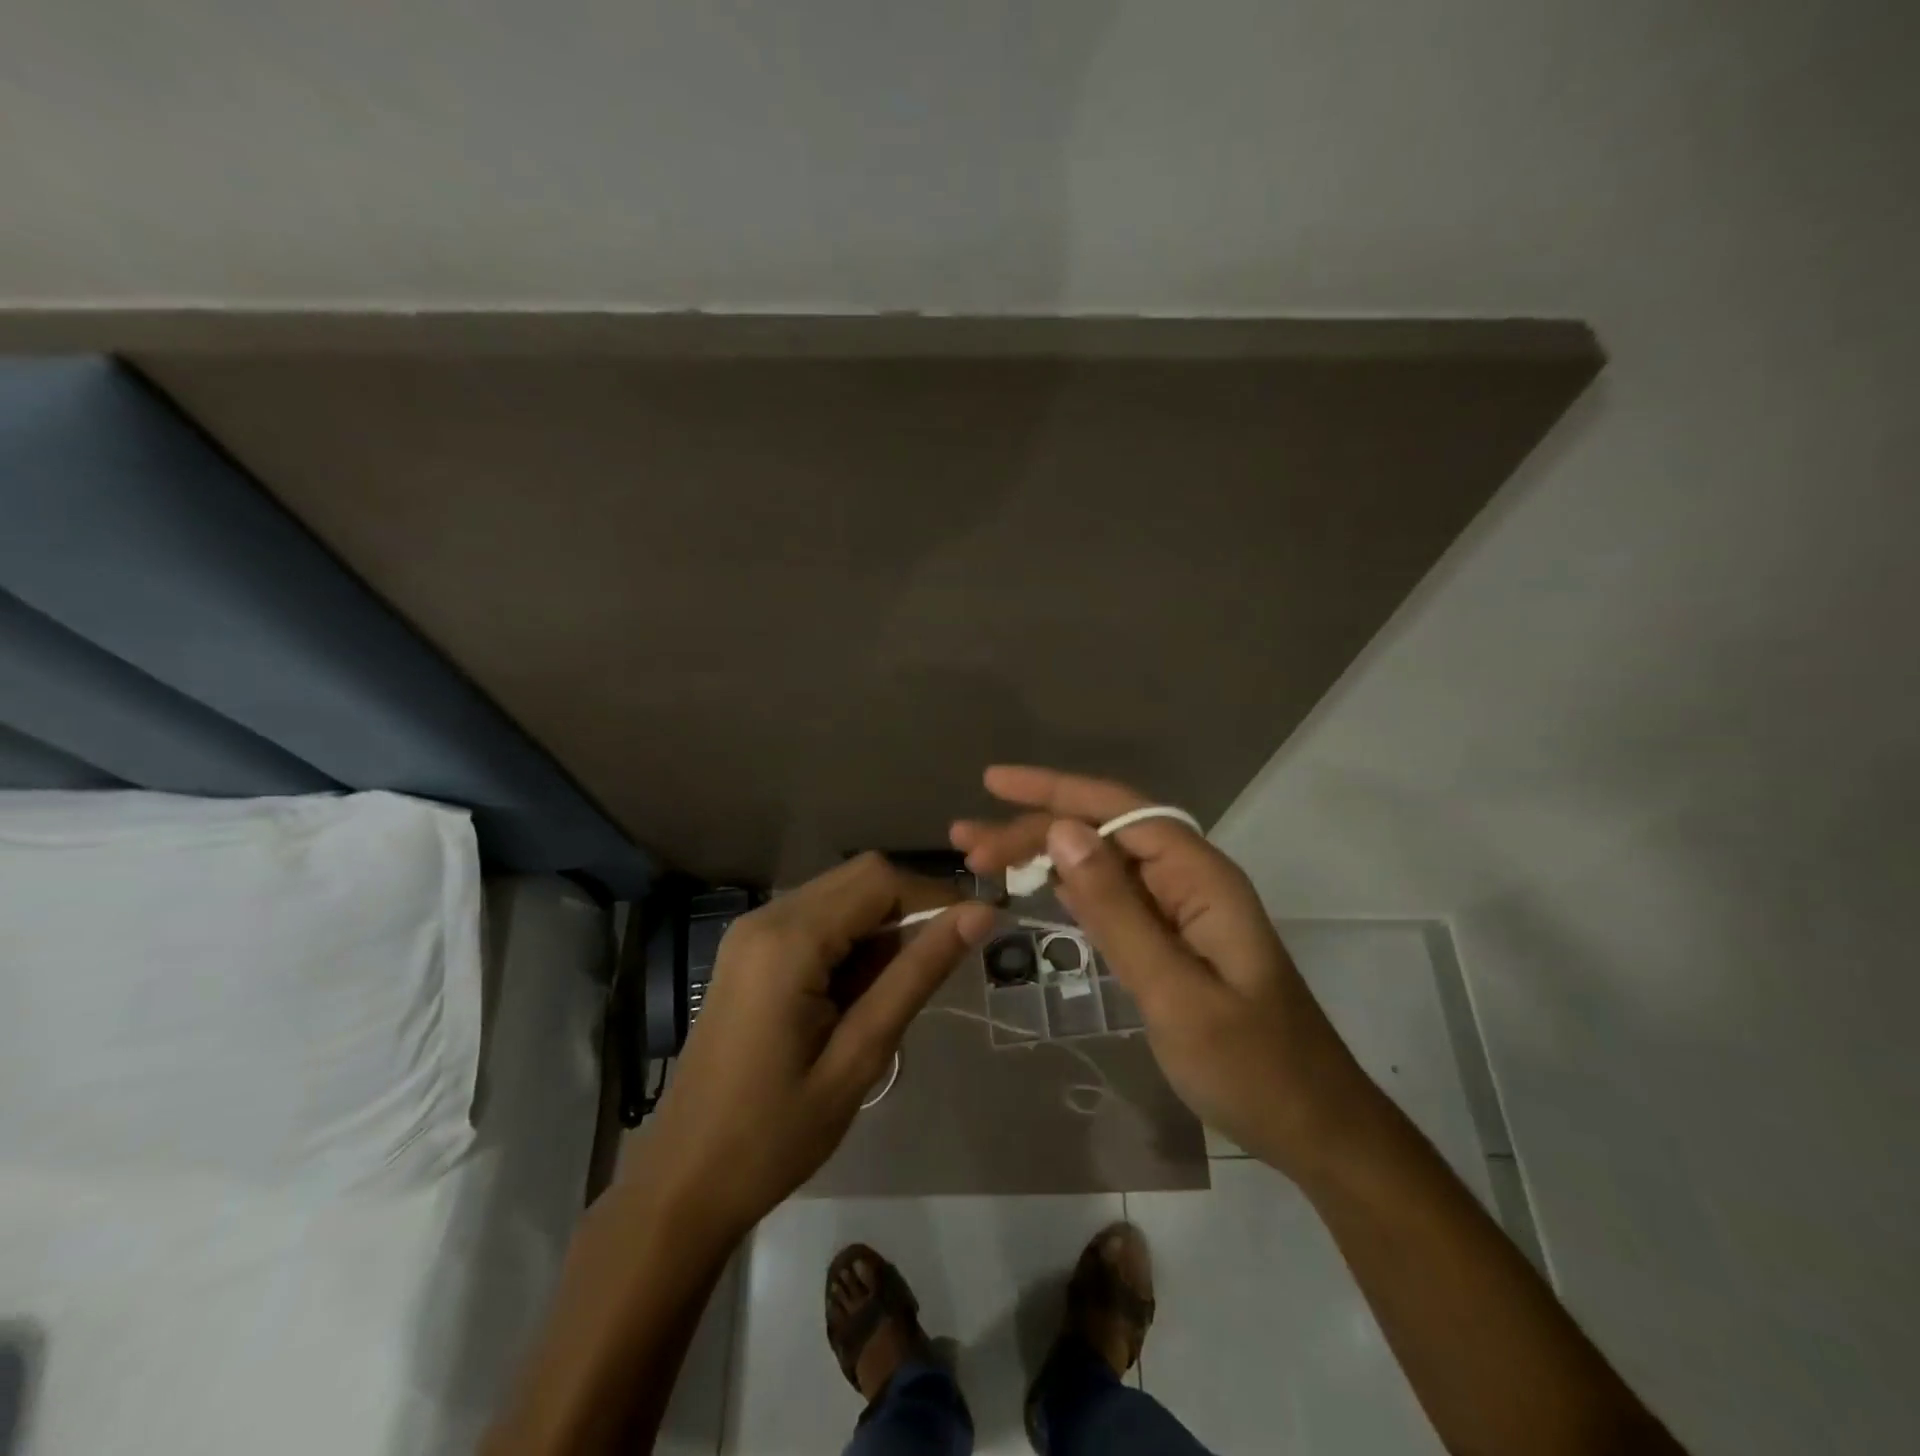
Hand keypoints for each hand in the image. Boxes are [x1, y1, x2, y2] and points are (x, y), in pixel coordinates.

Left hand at [639, 853, 994, 1235]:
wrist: (683, 1182)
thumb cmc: (774, 1134)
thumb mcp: (859, 1057)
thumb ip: (916, 975)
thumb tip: (979, 915)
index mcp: (788, 940)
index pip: (880, 879)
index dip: (935, 897)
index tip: (974, 935)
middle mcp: (766, 917)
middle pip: (859, 877)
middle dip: (909, 909)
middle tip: (937, 969)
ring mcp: (750, 931)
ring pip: (840, 895)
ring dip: (880, 927)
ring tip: (894, 992)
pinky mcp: (748, 950)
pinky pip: (815, 918)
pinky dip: (850, 939)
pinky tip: (856, 994)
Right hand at [952, 766, 1372, 1176]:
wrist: (1313, 1128)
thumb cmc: (1250, 1067)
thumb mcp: (1175, 991)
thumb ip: (1116, 910)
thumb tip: (1061, 831)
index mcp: (1200, 878)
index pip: (1118, 810)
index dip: (1054, 790)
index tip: (993, 783)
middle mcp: (1189, 880)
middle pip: (1104, 831)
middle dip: (1035, 826)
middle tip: (967, 842)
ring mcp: (1180, 910)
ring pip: (1102, 862)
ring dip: (1044, 853)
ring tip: (981, 854)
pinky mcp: (1170, 940)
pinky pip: (1111, 896)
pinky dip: (1068, 887)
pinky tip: (1033, 884)